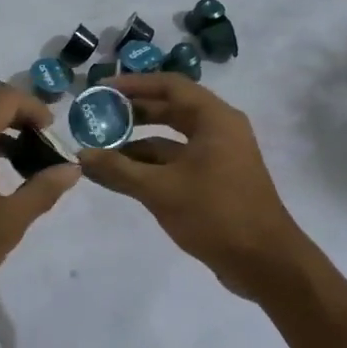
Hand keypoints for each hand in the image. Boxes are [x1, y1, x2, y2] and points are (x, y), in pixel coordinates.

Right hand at [76, 75, 307, 299]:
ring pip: (171, 140)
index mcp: (214, 119)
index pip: (169, 86)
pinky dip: (150, 167)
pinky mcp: (215, 181)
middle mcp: (219, 130)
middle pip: (170, 110)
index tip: (101, 90)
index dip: (133, 84)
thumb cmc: (215, 214)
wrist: (265, 263)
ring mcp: (218, 157)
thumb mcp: (160, 190)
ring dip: (137, 144)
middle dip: (132, 114)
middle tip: (96, 117)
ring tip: (99, 150)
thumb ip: (118, 169)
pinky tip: (119, 176)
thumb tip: (81, 155)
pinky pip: (177, 163)